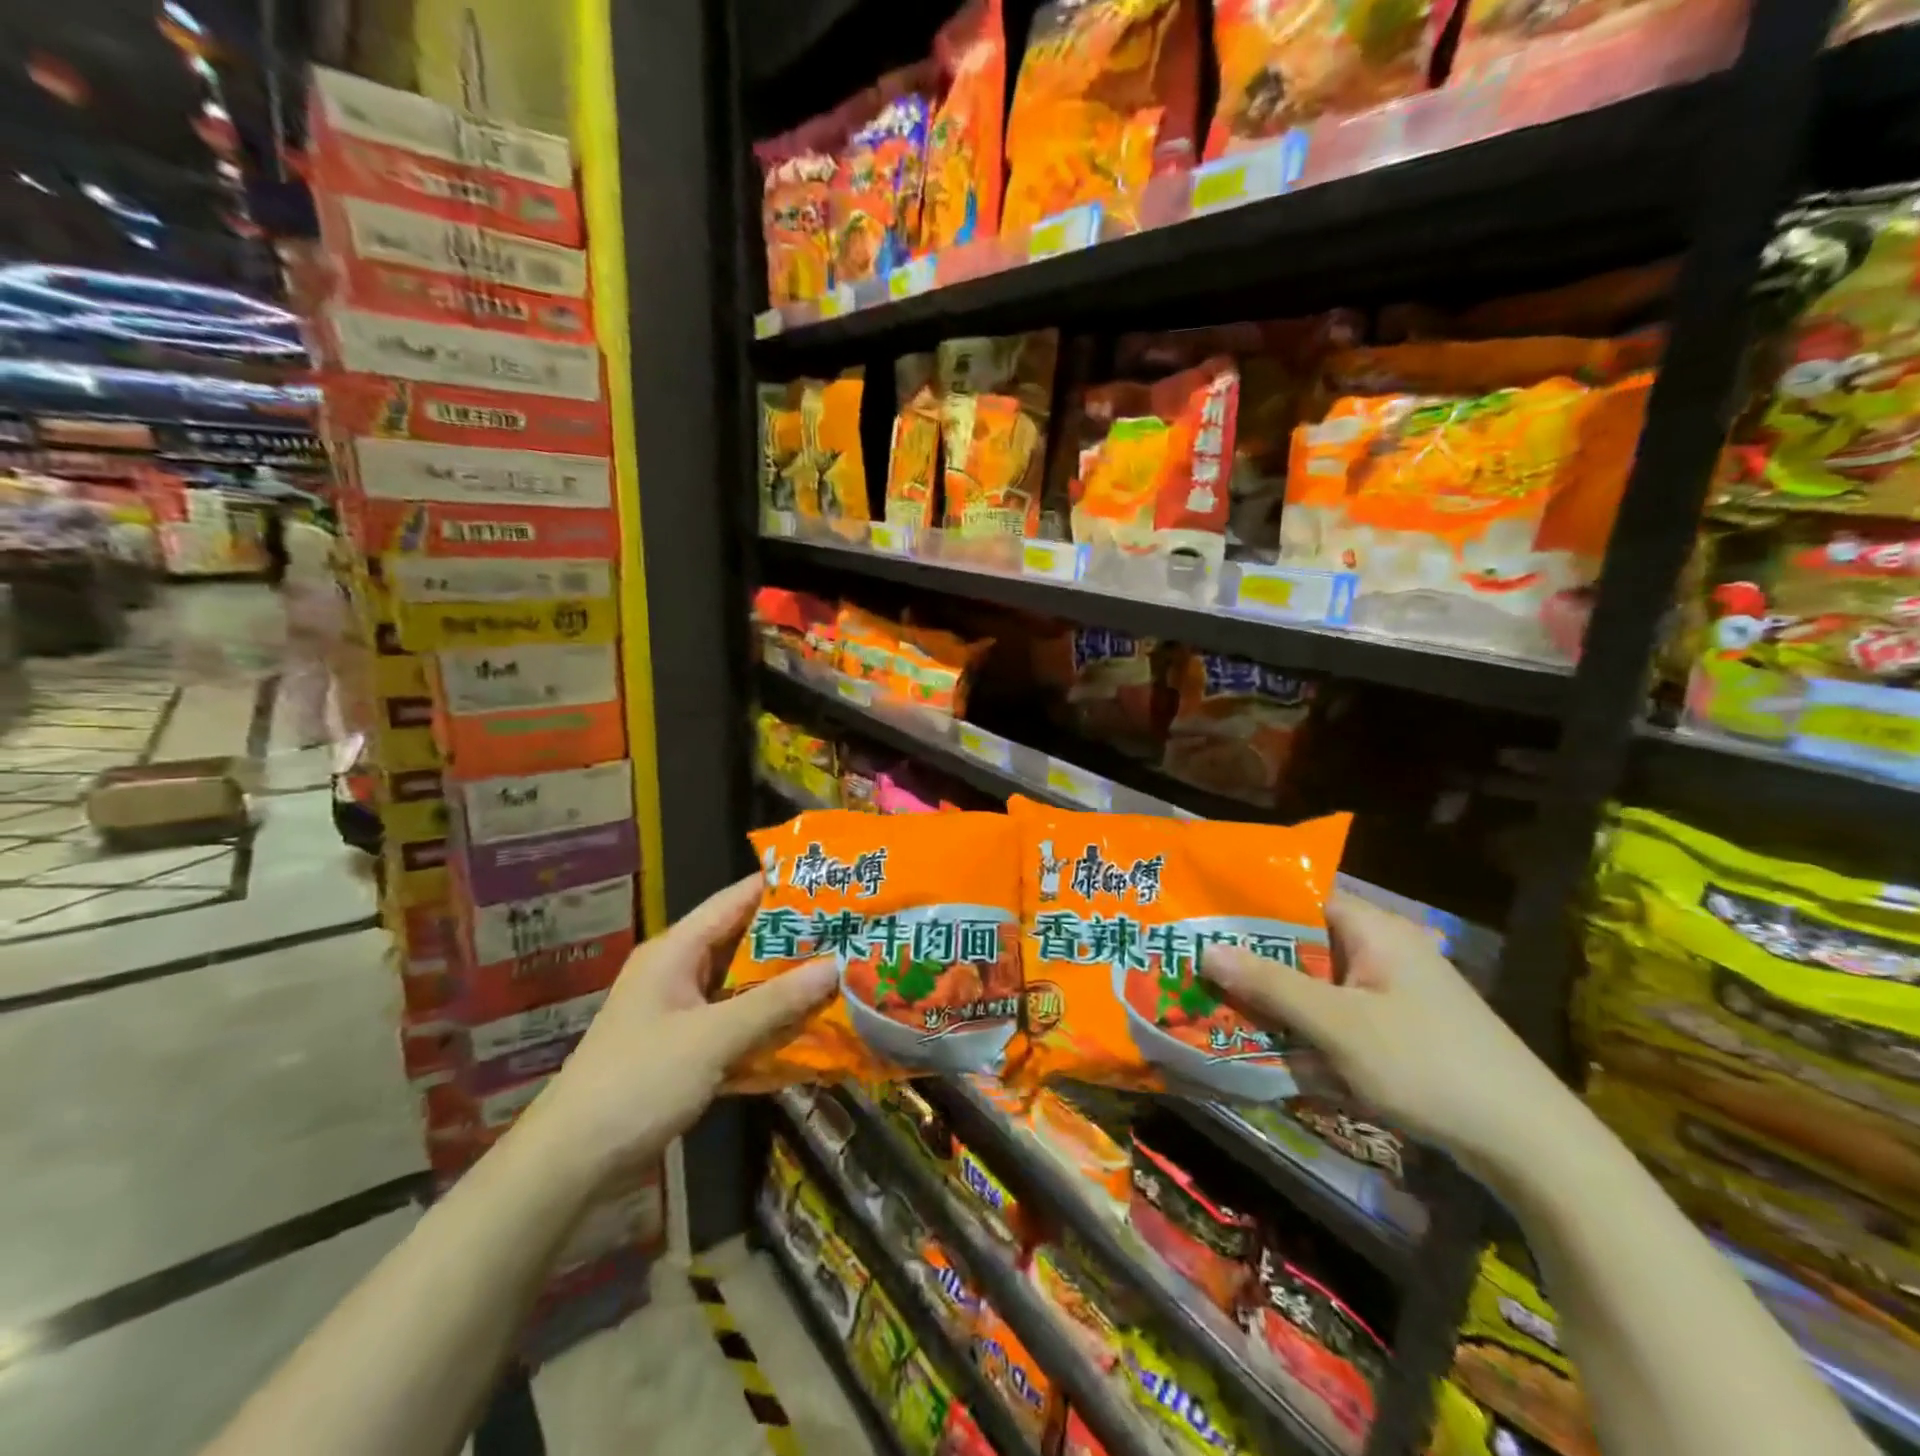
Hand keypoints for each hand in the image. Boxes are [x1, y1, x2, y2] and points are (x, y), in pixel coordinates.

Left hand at [516, 874, 836, 1190]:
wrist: (570, 1163)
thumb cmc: (638, 1082)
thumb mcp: (712, 1038)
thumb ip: (774, 1002)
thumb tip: (835, 966)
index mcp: (677, 951)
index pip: (736, 900)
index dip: (781, 886)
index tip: (832, 880)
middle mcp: (679, 972)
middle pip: (745, 944)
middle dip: (794, 942)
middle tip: (849, 934)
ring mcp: (682, 1013)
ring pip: (744, 988)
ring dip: (785, 988)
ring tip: (841, 977)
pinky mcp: (685, 1050)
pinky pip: (737, 1027)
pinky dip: (768, 1028)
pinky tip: (809, 1034)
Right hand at [1204, 892, 1572, 1171]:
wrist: (1531, 1146)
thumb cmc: (1428, 1065)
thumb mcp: (1340, 1025)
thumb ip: (1272, 985)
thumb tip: (1207, 949)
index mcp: (1374, 930)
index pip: (1299, 898)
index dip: (1249, 909)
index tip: (1202, 924)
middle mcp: (1383, 951)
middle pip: (1303, 945)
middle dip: (1256, 965)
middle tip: (1202, 976)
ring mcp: (1394, 993)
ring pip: (1317, 986)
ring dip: (1279, 1005)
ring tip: (1226, 1018)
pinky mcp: (1400, 1031)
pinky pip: (1338, 1018)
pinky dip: (1309, 1032)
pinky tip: (1280, 1058)